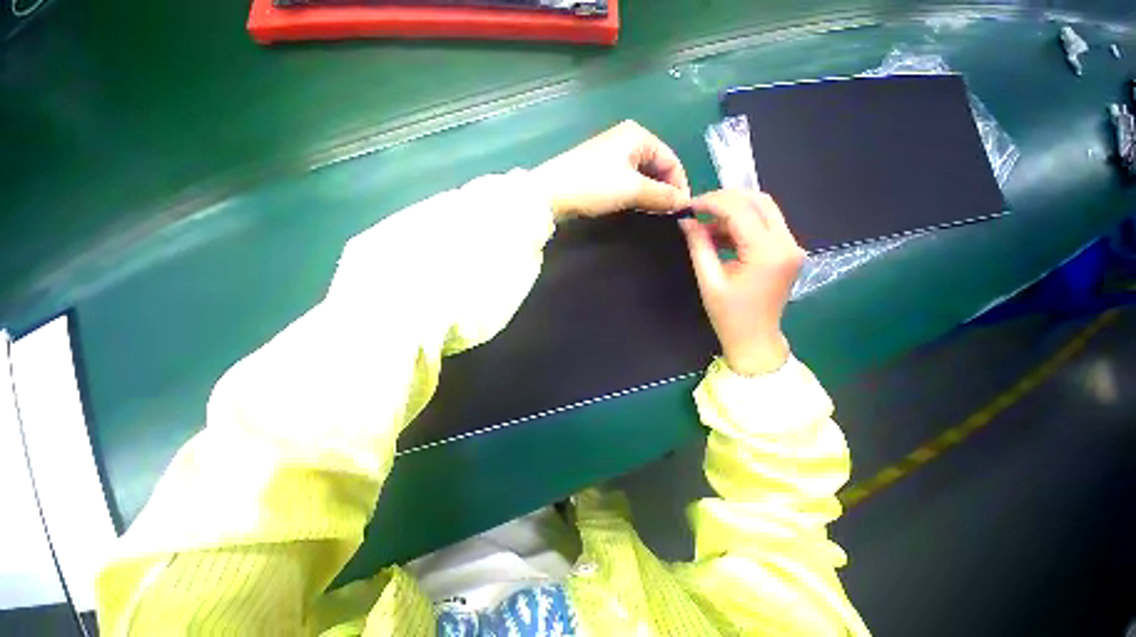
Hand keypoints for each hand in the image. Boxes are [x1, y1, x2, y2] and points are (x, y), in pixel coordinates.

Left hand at [532, 120, 690, 219]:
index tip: (682, 209)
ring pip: (642, 175)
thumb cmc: (594, 185)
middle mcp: (627, 140)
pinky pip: (627, 180)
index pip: (671, 160)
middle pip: (657, 166)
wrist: (551, 192)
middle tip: (667, 214)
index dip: (679, 185)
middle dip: (664, 190)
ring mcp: (612, 154)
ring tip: (654, 213)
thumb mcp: (632, 190)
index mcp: (638, 136)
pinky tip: (636, 207)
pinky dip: (635, 193)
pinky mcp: (601, 169)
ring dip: (650, 194)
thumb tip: (685, 202)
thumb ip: (661, 196)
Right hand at [680, 190, 804, 375]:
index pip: (740, 211)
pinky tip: (720, 234)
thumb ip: (699, 246)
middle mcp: (787, 243)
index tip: (689, 205)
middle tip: (698, 208)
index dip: (712, 202)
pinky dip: (742, 224)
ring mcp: (792, 246)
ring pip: (764, 210)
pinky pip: (765, 225)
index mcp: (767, 253)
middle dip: (726, 199)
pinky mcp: (788, 251)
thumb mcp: (709, 280)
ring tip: (705, 223)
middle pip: (759, 201)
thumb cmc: (729, 315)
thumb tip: (686, 221)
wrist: (755, 339)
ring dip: (734, 211)